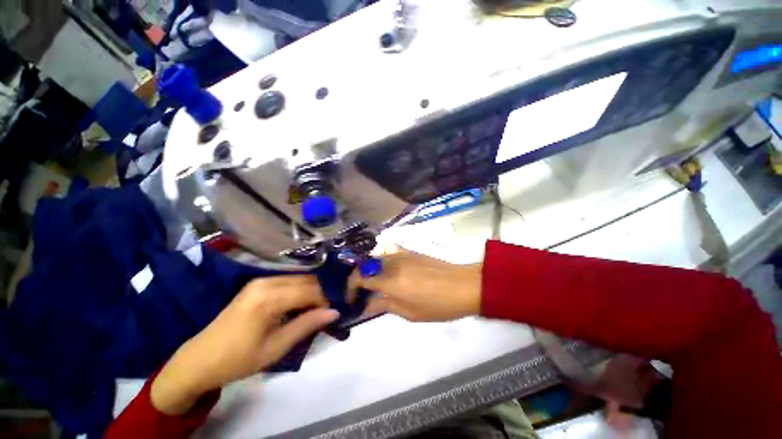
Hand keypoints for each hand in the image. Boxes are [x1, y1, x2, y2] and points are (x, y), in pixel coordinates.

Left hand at [150, 276, 338, 414]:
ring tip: (321, 307)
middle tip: (333, 308)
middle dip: (322, 292)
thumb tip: (335, 312)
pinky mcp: (258, 284)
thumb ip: (307, 325)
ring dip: (313, 291)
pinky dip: (301, 290)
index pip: (311, 290)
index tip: (339, 309)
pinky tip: (304, 303)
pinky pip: (289, 281)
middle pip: (307, 280)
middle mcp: (266, 281)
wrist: (200, 359)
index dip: (328, 298)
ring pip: (299, 279)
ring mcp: (261, 281)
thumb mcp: (276, 348)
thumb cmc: (238, 359)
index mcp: (269, 297)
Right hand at [350, 248, 481, 321]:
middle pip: (364, 265)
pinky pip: (388, 249)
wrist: (462, 286)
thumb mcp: (409, 312)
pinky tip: (386, 266)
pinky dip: (381, 256)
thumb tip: (366, 305)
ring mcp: (400, 254)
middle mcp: (391, 263)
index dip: (350, 287)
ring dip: (368, 268)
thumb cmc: (437, 305)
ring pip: (374, 256)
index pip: (358, 278)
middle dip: (356, 278)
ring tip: (371, 280)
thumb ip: (384, 305)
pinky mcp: (409, 251)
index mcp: (389, 281)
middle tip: (360, 292)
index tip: (350, 298)